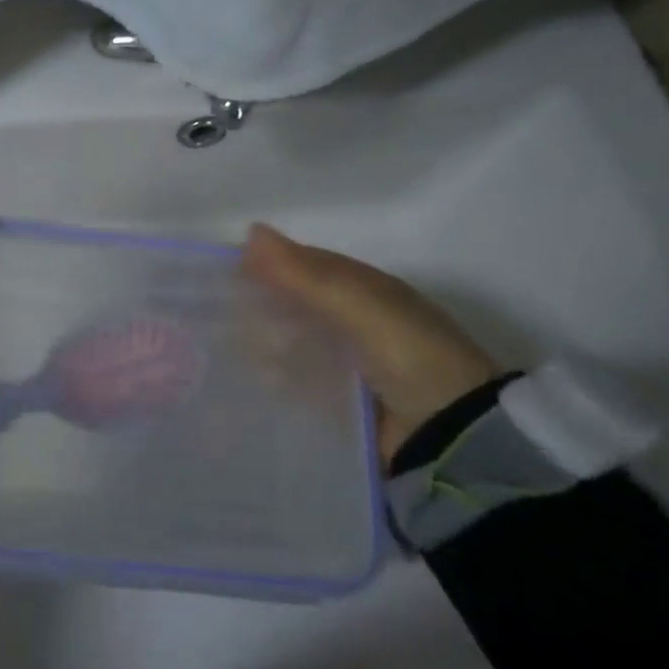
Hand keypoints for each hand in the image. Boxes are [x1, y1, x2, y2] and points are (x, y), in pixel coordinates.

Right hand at [241, 224, 498, 460]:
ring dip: (264, 341)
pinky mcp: (342, 402)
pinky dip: (275, 377)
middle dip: (262, 304)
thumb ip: (304, 274)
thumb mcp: (357, 304)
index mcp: (367, 291)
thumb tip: (250, 232)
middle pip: (297, 304)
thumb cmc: (408, 354)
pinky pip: (298, 381)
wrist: (451, 435)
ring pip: (294, 342)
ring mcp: (350, 364)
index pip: (308, 266)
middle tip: (216, 310)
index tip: (225, 268)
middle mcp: (358, 322)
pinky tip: (248, 377)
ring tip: (223, 345)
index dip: (269, 262)